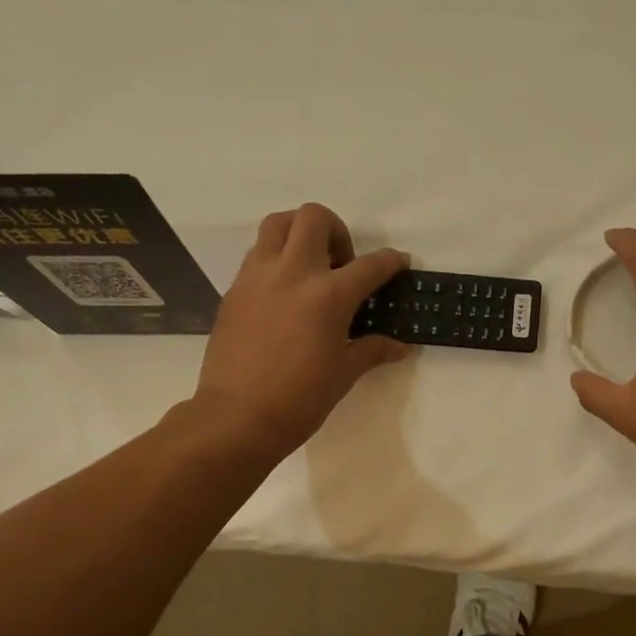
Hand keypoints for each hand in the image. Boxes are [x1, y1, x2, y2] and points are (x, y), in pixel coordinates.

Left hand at [194, 203, 410, 459]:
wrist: (237, 418)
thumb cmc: (299, 400)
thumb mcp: (344, 374)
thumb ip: (372, 350)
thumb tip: (401, 346)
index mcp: (328, 295)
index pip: (370, 265)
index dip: (391, 261)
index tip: (399, 264)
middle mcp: (292, 273)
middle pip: (314, 217)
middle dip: (337, 231)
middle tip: (342, 264)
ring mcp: (257, 277)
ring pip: (278, 224)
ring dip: (299, 234)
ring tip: (309, 269)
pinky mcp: (234, 290)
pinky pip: (257, 255)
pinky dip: (276, 261)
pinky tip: (284, 297)